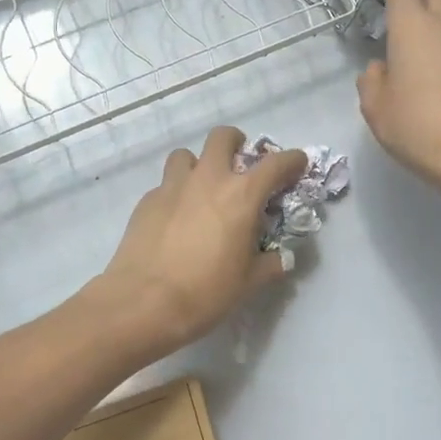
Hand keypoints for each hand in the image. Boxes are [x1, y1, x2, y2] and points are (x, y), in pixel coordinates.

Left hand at [99, 127, 309, 358]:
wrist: (142, 302)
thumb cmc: (206, 292)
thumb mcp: (249, 282)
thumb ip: (271, 264)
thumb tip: (282, 258)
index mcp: (241, 195)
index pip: (275, 164)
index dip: (292, 159)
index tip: (297, 163)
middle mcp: (208, 179)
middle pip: (222, 137)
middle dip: (235, 143)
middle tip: (239, 163)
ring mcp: (173, 186)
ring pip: (186, 155)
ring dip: (198, 165)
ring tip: (201, 189)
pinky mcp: (147, 200)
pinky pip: (165, 185)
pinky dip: (175, 193)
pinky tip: (175, 219)